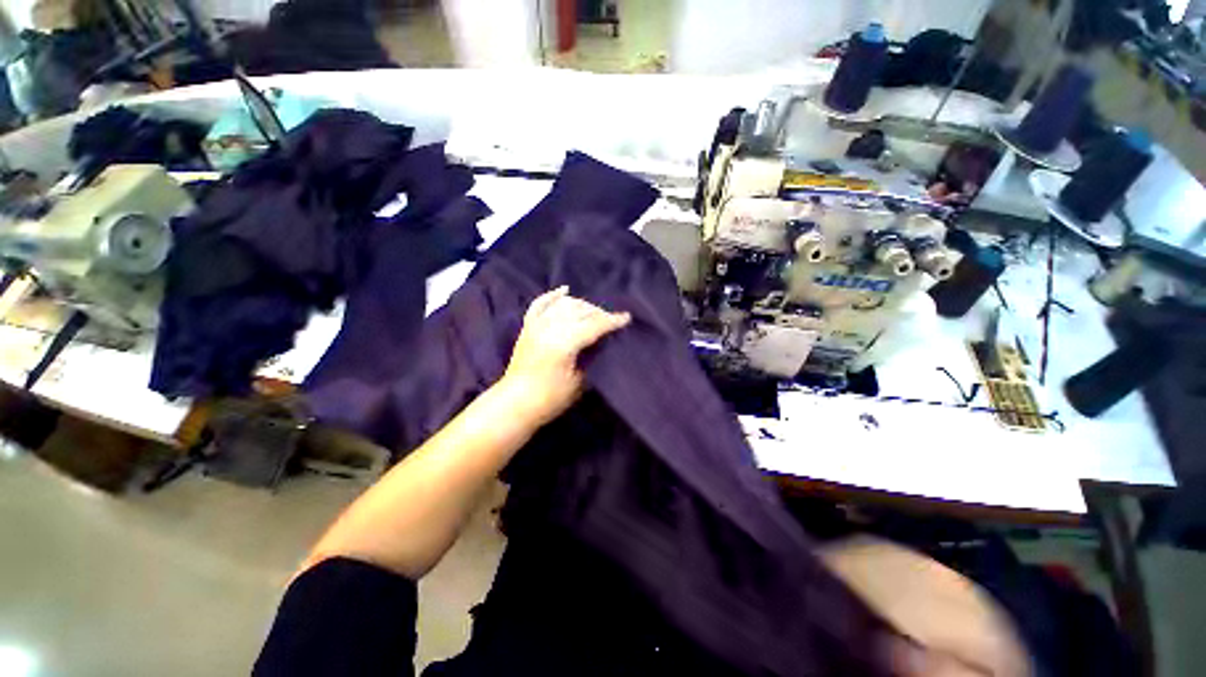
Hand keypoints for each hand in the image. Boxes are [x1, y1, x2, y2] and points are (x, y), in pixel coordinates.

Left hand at [498, 286, 631, 426]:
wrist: (515, 404)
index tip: (627, 318)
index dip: (612, 321)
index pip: (594, 325)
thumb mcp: (579, 382)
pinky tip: (565, 290)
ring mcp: (536, 325)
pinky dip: (553, 296)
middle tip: (611, 321)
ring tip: (593, 313)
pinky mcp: (527, 327)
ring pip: (564, 304)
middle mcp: (549, 328)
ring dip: (581, 305)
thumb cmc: (550, 399)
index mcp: (564, 343)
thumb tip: (600, 342)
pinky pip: (540, 304)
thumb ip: (590, 357)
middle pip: (580, 311)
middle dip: (599, 313)